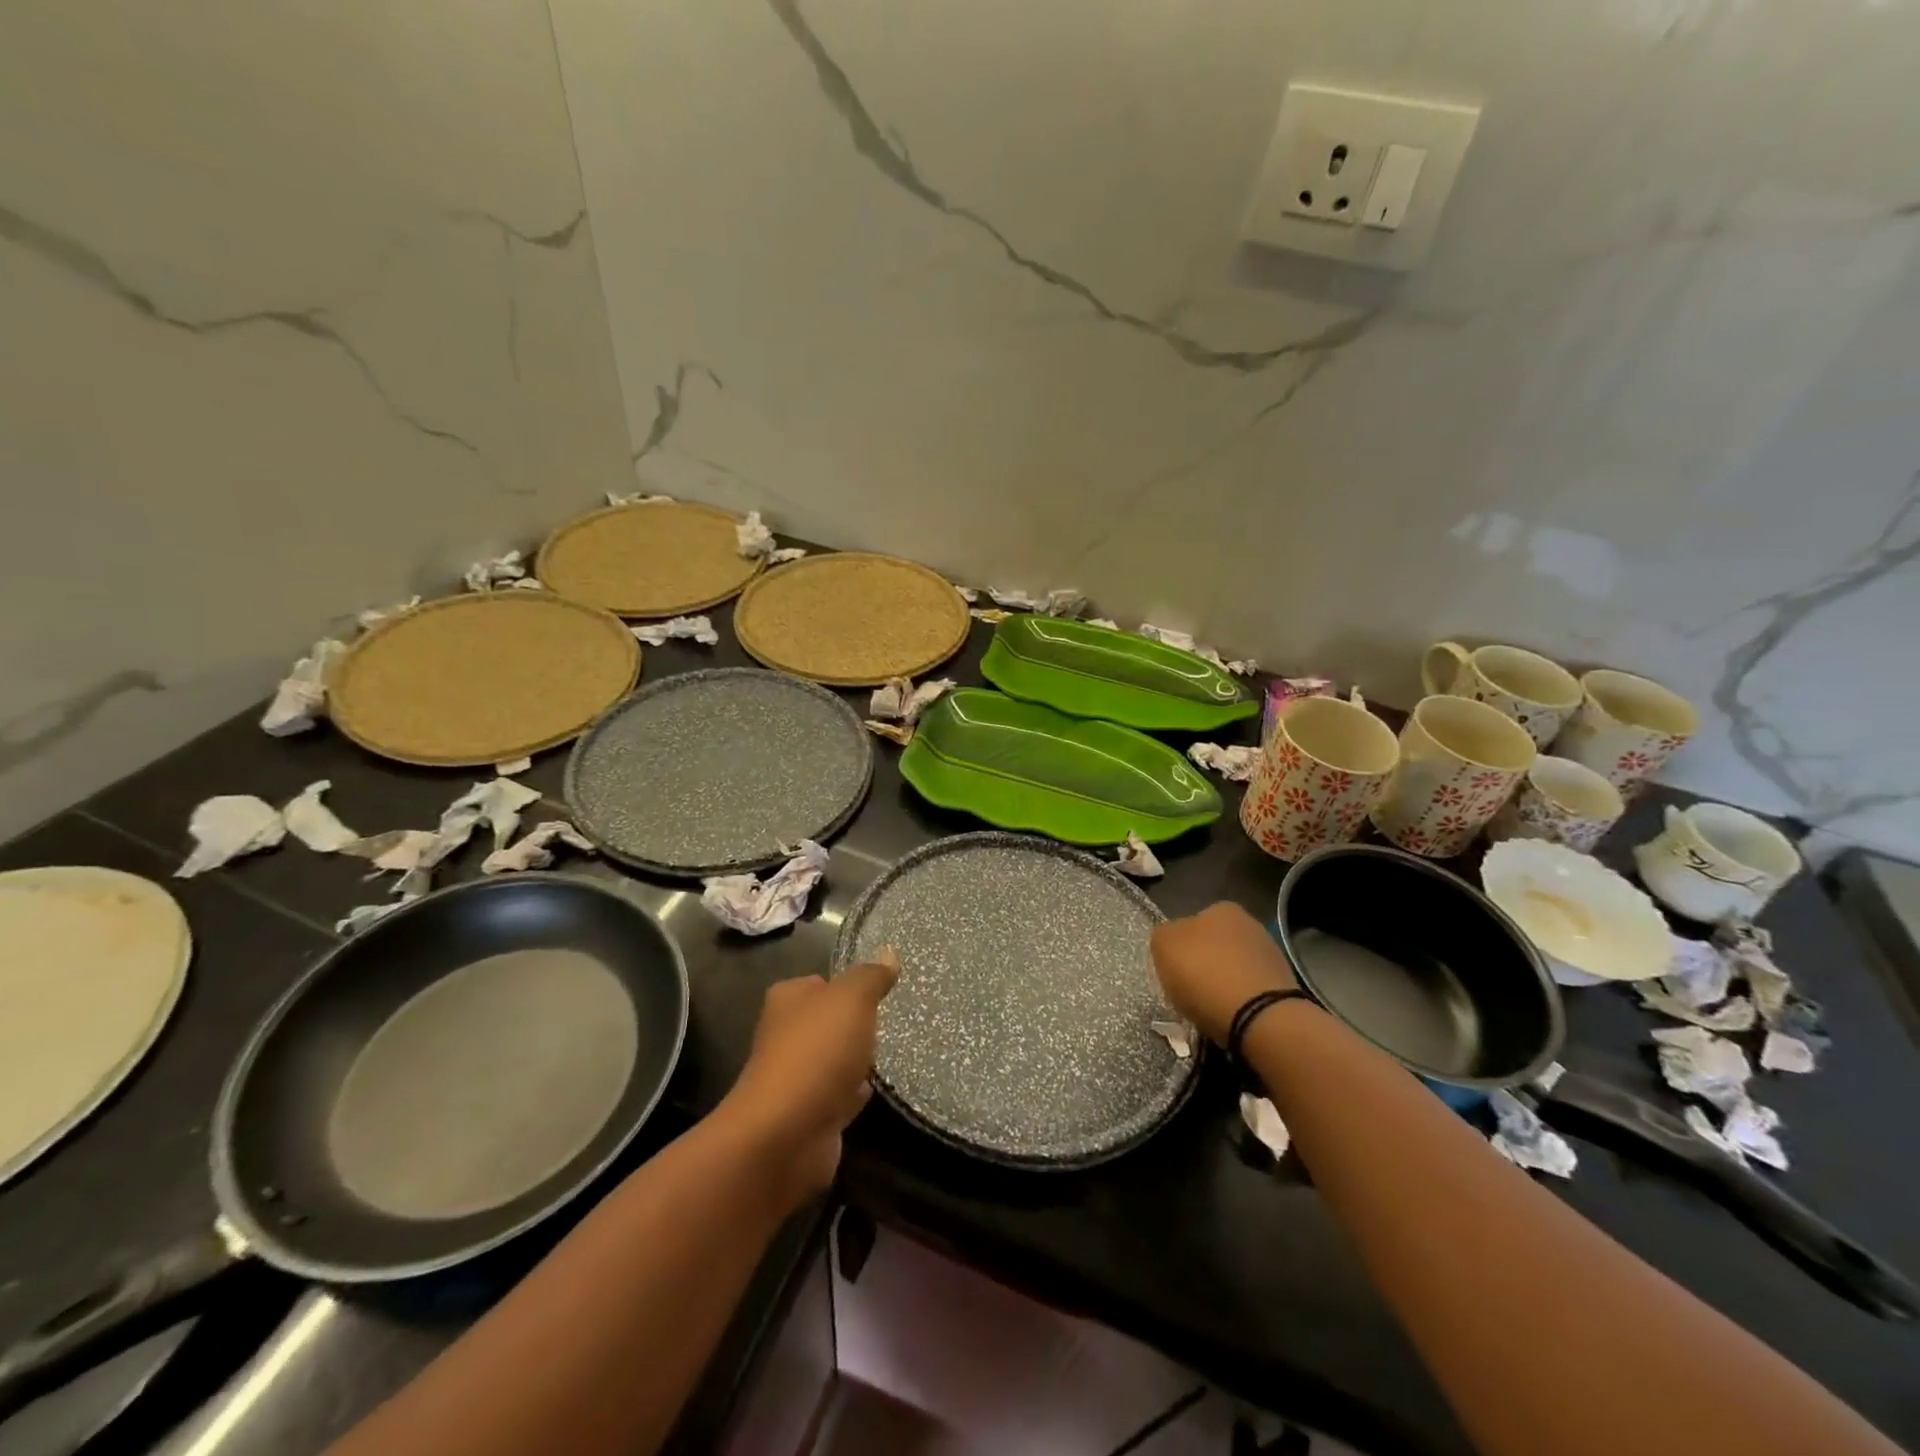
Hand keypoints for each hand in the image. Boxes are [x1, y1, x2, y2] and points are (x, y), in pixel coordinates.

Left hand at [719, 949, 898, 1206]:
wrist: (786, 1135)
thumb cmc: (816, 1053)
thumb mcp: (852, 1000)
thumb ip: (871, 977)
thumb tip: (889, 951)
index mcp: (787, 1000)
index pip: (820, 982)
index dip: (846, 985)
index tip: (878, 991)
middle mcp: (785, 1035)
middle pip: (826, 1021)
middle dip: (852, 1024)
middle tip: (888, 1021)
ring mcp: (794, 1078)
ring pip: (832, 1059)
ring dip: (853, 1059)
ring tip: (887, 1053)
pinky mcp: (807, 1115)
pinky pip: (837, 1095)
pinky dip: (853, 1093)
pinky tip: (874, 1089)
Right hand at [1150, 902, 1297, 1045]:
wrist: (1261, 1018)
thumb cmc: (1205, 974)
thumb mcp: (1163, 945)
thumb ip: (1165, 936)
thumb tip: (1173, 941)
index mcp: (1221, 908)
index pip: (1193, 923)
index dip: (1181, 947)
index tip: (1175, 970)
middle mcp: (1250, 924)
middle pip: (1216, 945)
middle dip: (1205, 965)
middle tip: (1191, 990)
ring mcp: (1272, 956)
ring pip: (1235, 968)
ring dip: (1224, 983)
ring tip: (1211, 1009)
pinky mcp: (1285, 988)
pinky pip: (1252, 991)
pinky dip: (1241, 1002)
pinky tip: (1232, 1017)